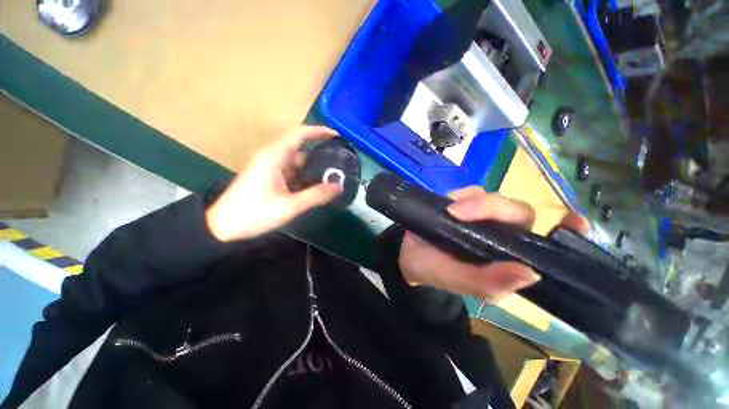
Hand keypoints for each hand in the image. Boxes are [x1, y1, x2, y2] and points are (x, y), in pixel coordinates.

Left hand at [206, 126, 341, 241]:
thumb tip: (338, 187)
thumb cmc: (254, 213)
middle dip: (321, 156)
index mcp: (274, 157)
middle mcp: (273, 158)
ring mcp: (272, 169)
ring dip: (314, 171)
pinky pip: (293, 174)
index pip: (299, 134)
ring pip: (298, 165)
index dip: (318, 132)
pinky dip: (306, 179)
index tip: (336, 136)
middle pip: (301, 151)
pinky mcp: (271, 179)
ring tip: (334, 177)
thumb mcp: (289, 205)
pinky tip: (318, 188)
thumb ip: (316, 195)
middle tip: (341, 164)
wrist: (223, 227)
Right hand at [398, 186, 589, 300]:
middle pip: (517, 212)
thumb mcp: (457, 282)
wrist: (407, 255)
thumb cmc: (433, 271)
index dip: (566, 232)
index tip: (574, 223)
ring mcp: (481, 216)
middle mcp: (500, 235)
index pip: (546, 243)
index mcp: (507, 258)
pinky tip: (447, 206)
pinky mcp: (463, 203)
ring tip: (449, 213)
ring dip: (474, 203)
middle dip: (493, 209)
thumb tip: (531, 274)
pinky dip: (461, 196)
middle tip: (457, 213)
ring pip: (493, 198)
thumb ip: (489, 282)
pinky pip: (470, 191)